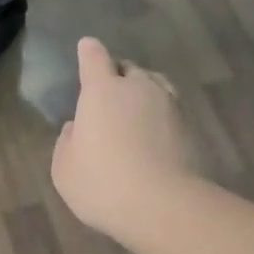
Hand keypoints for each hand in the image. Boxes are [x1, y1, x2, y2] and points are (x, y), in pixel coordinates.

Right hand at [51, 36, 198, 241]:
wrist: (162, 205)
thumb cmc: (101, 183)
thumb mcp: (65, 168)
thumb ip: (67, 142)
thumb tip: (77, 127)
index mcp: (101, 91)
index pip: (94, 58)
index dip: (89, 52)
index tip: (87, 47)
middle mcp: (137, 88)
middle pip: (128, 69)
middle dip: (117, 75)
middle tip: (109, 94)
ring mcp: (168, 104)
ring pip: (154, 85)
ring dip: (142, 92)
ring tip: (135, 110)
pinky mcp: (189, 127)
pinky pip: (170, 109)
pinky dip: (159, 115)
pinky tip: (153, 133)